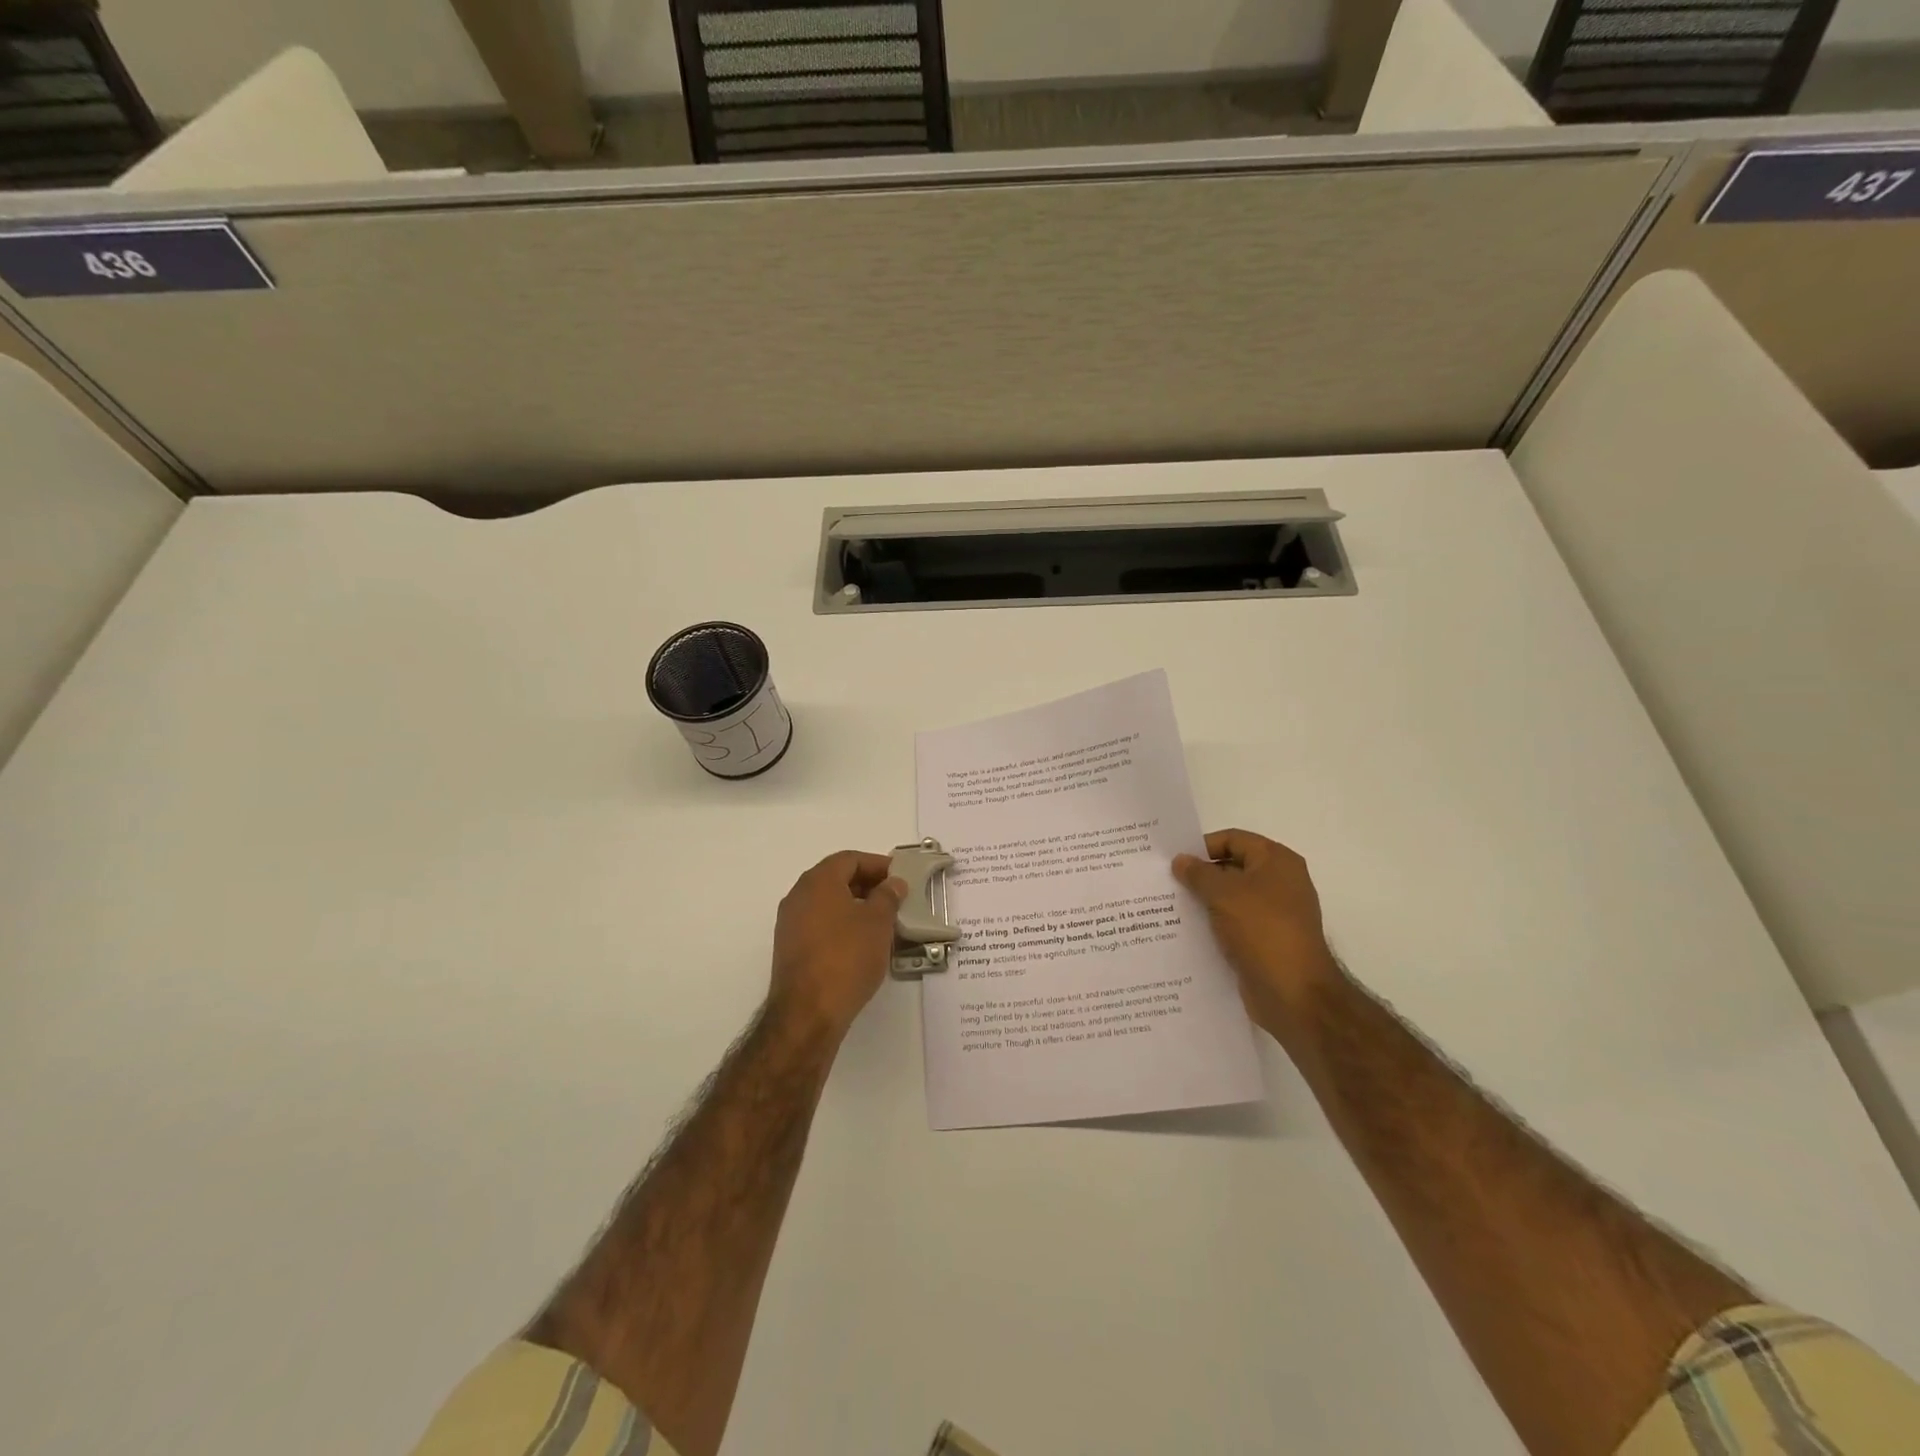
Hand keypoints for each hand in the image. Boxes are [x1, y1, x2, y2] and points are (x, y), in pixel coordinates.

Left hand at [768, 851, 905, 1040]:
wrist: (808, 1012)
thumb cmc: (847, 957)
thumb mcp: (878, 922)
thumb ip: (888, 896)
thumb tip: (892, 883)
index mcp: (818, 881)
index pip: (850, 859)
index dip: (878, 864)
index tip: (900, 877)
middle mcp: (798, 896)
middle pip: (836, 879)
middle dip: (868, 885)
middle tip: (895, 898)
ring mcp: (790, 924)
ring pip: (828, 903)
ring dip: (855, 906)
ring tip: (883, 922)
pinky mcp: (790, 949)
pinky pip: (820, 925)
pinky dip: (841, 925)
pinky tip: (862, 944)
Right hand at [1173, 829, 1340, 1044]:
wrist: (1294, 993)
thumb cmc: (1262, 930)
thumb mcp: (1223, 894)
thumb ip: (1198, 873)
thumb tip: (1181, 860)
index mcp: (1276, 861)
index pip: (1232, 839)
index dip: (1202, 846)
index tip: (1172, 860)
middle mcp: (1280, 882)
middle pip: (1232, 867)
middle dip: (1200, 875)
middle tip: (1165, 883)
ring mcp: (1275, 913)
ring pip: (1231, 898)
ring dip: (1204, 901)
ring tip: (1168, 906)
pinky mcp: (1267, 941)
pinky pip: (1234, 923)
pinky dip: (1214, 924)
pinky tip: (1187, 931)